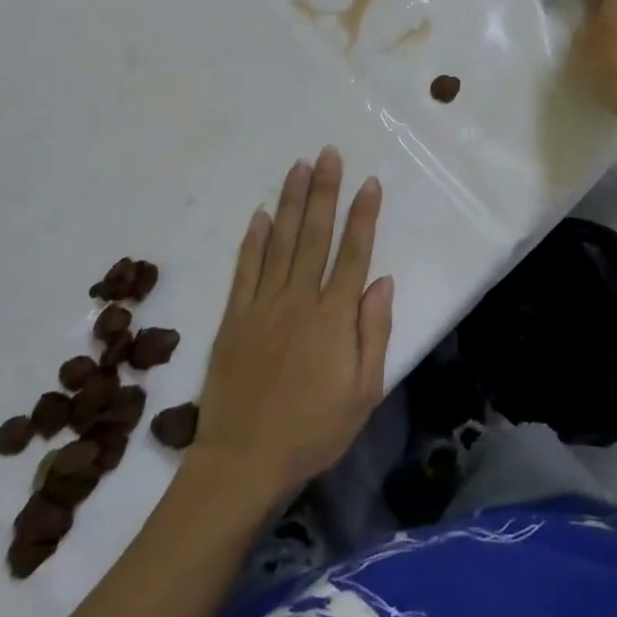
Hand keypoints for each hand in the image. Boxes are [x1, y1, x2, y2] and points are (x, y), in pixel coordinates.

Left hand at [194, 148, 393, 507]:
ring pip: (281, 242)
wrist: (242, 462)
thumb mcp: (364, 392)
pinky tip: (260, 214)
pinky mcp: (234, 318)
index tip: (369, 182)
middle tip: (329, 154)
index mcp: (334, 317)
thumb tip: (382, 280)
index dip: (362, 215)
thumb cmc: (313, 430)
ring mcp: (263, 306)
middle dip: (324, 191)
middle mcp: (299, 300)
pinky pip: (245, 270)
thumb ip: (374, 332)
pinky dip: (253, 240)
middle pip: (315, 236)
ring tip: (299, 167)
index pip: (353, 253)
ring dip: (291, 202)